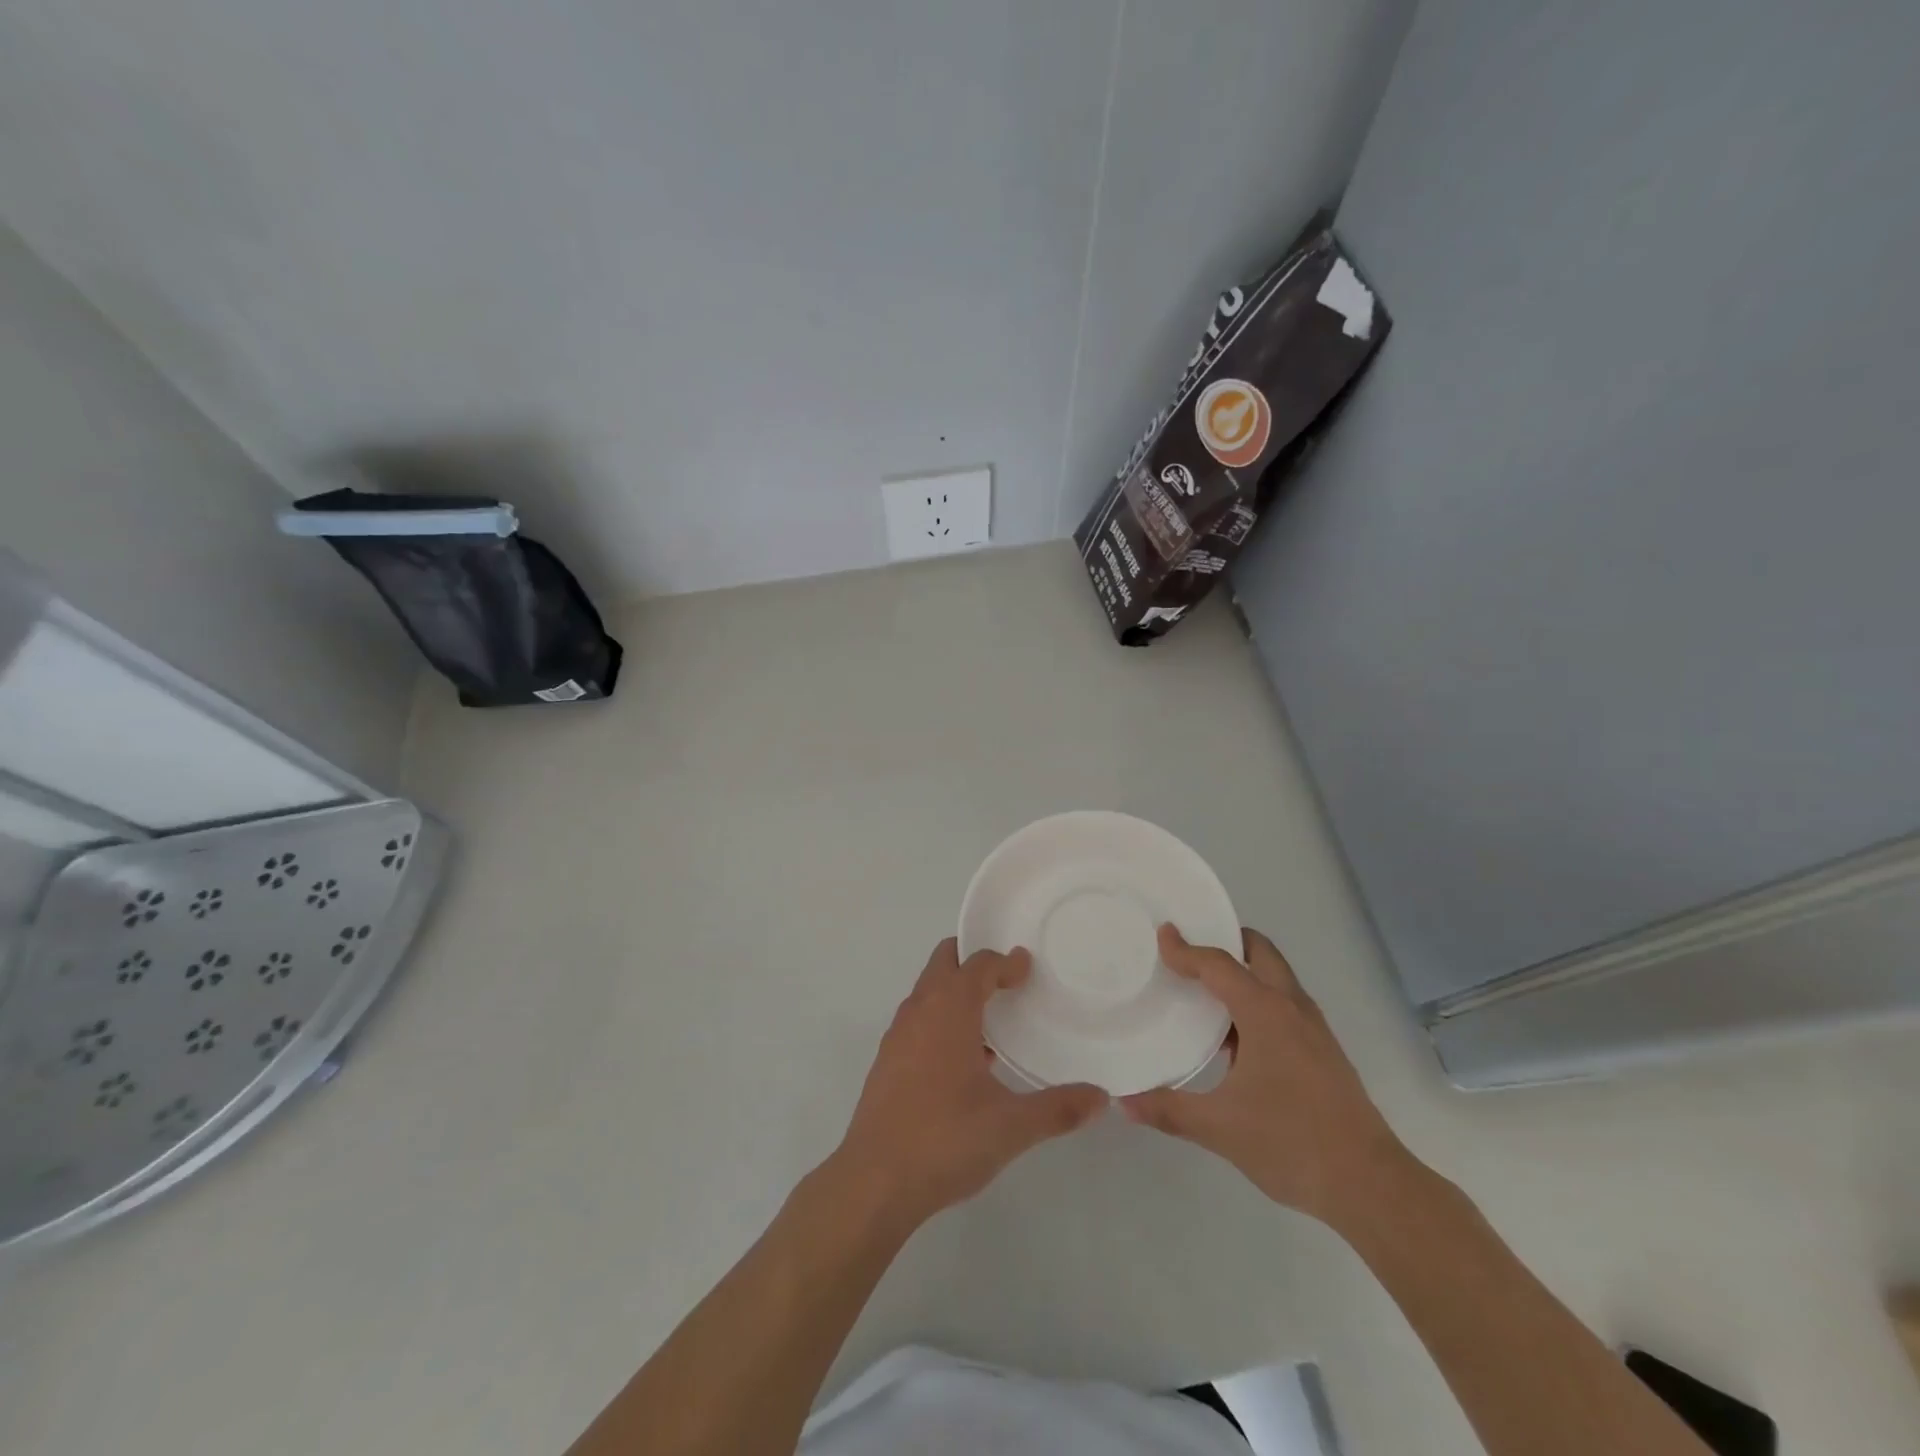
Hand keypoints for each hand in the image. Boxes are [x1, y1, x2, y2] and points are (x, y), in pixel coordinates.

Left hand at [829, 939, 1106, 1232]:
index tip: (1028, 970)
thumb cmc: (944, 1140)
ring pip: (928, 991)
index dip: (1005, 961)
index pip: (978, 963)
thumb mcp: (1011, 1126)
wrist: (874, 1182)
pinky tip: (964, 1061)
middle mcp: (919, 1010)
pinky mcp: (887, 1061)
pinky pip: (918, 1020)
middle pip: (945, 961)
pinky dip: (941, 1019)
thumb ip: (1058, 1109)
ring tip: (992, 1020)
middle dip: (974, 960)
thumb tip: (1101, 1098)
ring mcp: (897, 1035)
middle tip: (1008, 979)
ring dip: (956, 992)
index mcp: (948, 1009)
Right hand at [1121, 925, 1414, 1235]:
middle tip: (1190, 952)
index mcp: (1265, 1012)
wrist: (1371, 1185)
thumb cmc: (1292, 1143)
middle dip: (1226, 941)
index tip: (1162, 936)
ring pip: (1276, 977)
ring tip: (1206, 991)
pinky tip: (1236, 1038)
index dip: (1186, 949)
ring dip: (1244, 971)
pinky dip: (1258, 999)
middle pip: (1259, 951)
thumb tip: (1123, 1102)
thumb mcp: (1220, 1128)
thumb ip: (1169, 1110)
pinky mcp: (1324, 1051)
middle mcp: (1292, 1008)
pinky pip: (1285, 1004)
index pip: (1219, 965)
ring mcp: (1314, 1029)